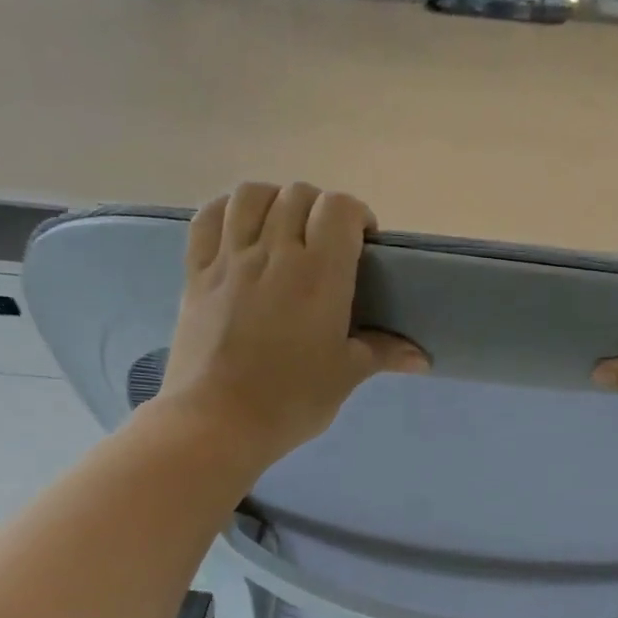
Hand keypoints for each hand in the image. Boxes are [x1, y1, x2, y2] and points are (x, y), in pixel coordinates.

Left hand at [151, 183, 426, 470]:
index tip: (363, 242)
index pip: (339, 208)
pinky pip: (207, 218)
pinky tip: (239, 229)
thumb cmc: (291, 400)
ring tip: (283, 228)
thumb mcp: (346, 375)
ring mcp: (229, 259)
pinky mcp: (196, 273)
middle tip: (327, 243)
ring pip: (251, 195)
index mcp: (319, 274)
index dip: (356, 215)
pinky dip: (227, 211)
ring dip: (275, 200)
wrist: (217, 422)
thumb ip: (383, 353)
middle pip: (298, 195)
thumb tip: (421, 358)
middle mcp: (274, 252)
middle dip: (320, 209)